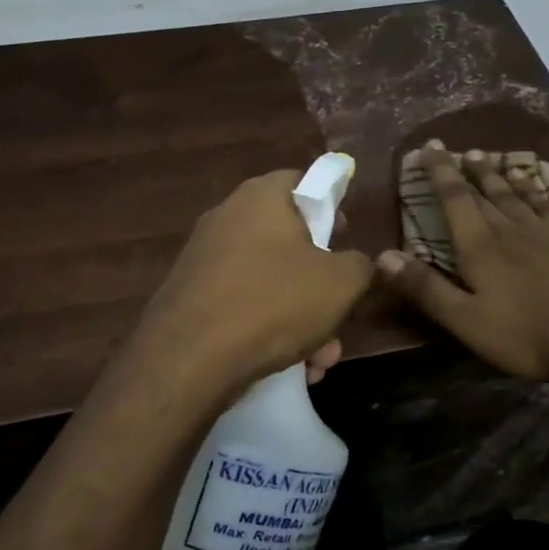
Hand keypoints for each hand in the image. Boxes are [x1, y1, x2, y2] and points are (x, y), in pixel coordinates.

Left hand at [130, 169, 374, 399]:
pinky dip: (266, 330)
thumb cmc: (274, 302)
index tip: (344, 238)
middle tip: (338, 317)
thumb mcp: (340, 283)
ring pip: (268, 282)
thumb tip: (356, 263)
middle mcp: (227, 218)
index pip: (302, 181)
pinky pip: (241, 304)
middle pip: (288, 241)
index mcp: (261, 197)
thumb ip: (360, 265)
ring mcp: (203, 258)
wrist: (189, 357)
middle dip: (319, 286)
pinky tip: (287, 368)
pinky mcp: (189, 296)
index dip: (330, 207)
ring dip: (300, 319)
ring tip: (318, 361)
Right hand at [377, 145, 548, 385]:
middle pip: (483, 190)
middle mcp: (510, 228)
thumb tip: (382, 256)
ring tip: (485, 156)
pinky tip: (535, 183)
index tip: (429, 147)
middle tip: (454, 149)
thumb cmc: (527, 336)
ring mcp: (546, 230)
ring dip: (496, 173)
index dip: (439, 172)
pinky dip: (535, 188)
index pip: (454, 199)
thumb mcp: (466, 322)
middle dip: (465, 169)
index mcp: (480, 246)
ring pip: (515, 192)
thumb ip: (426, 289)